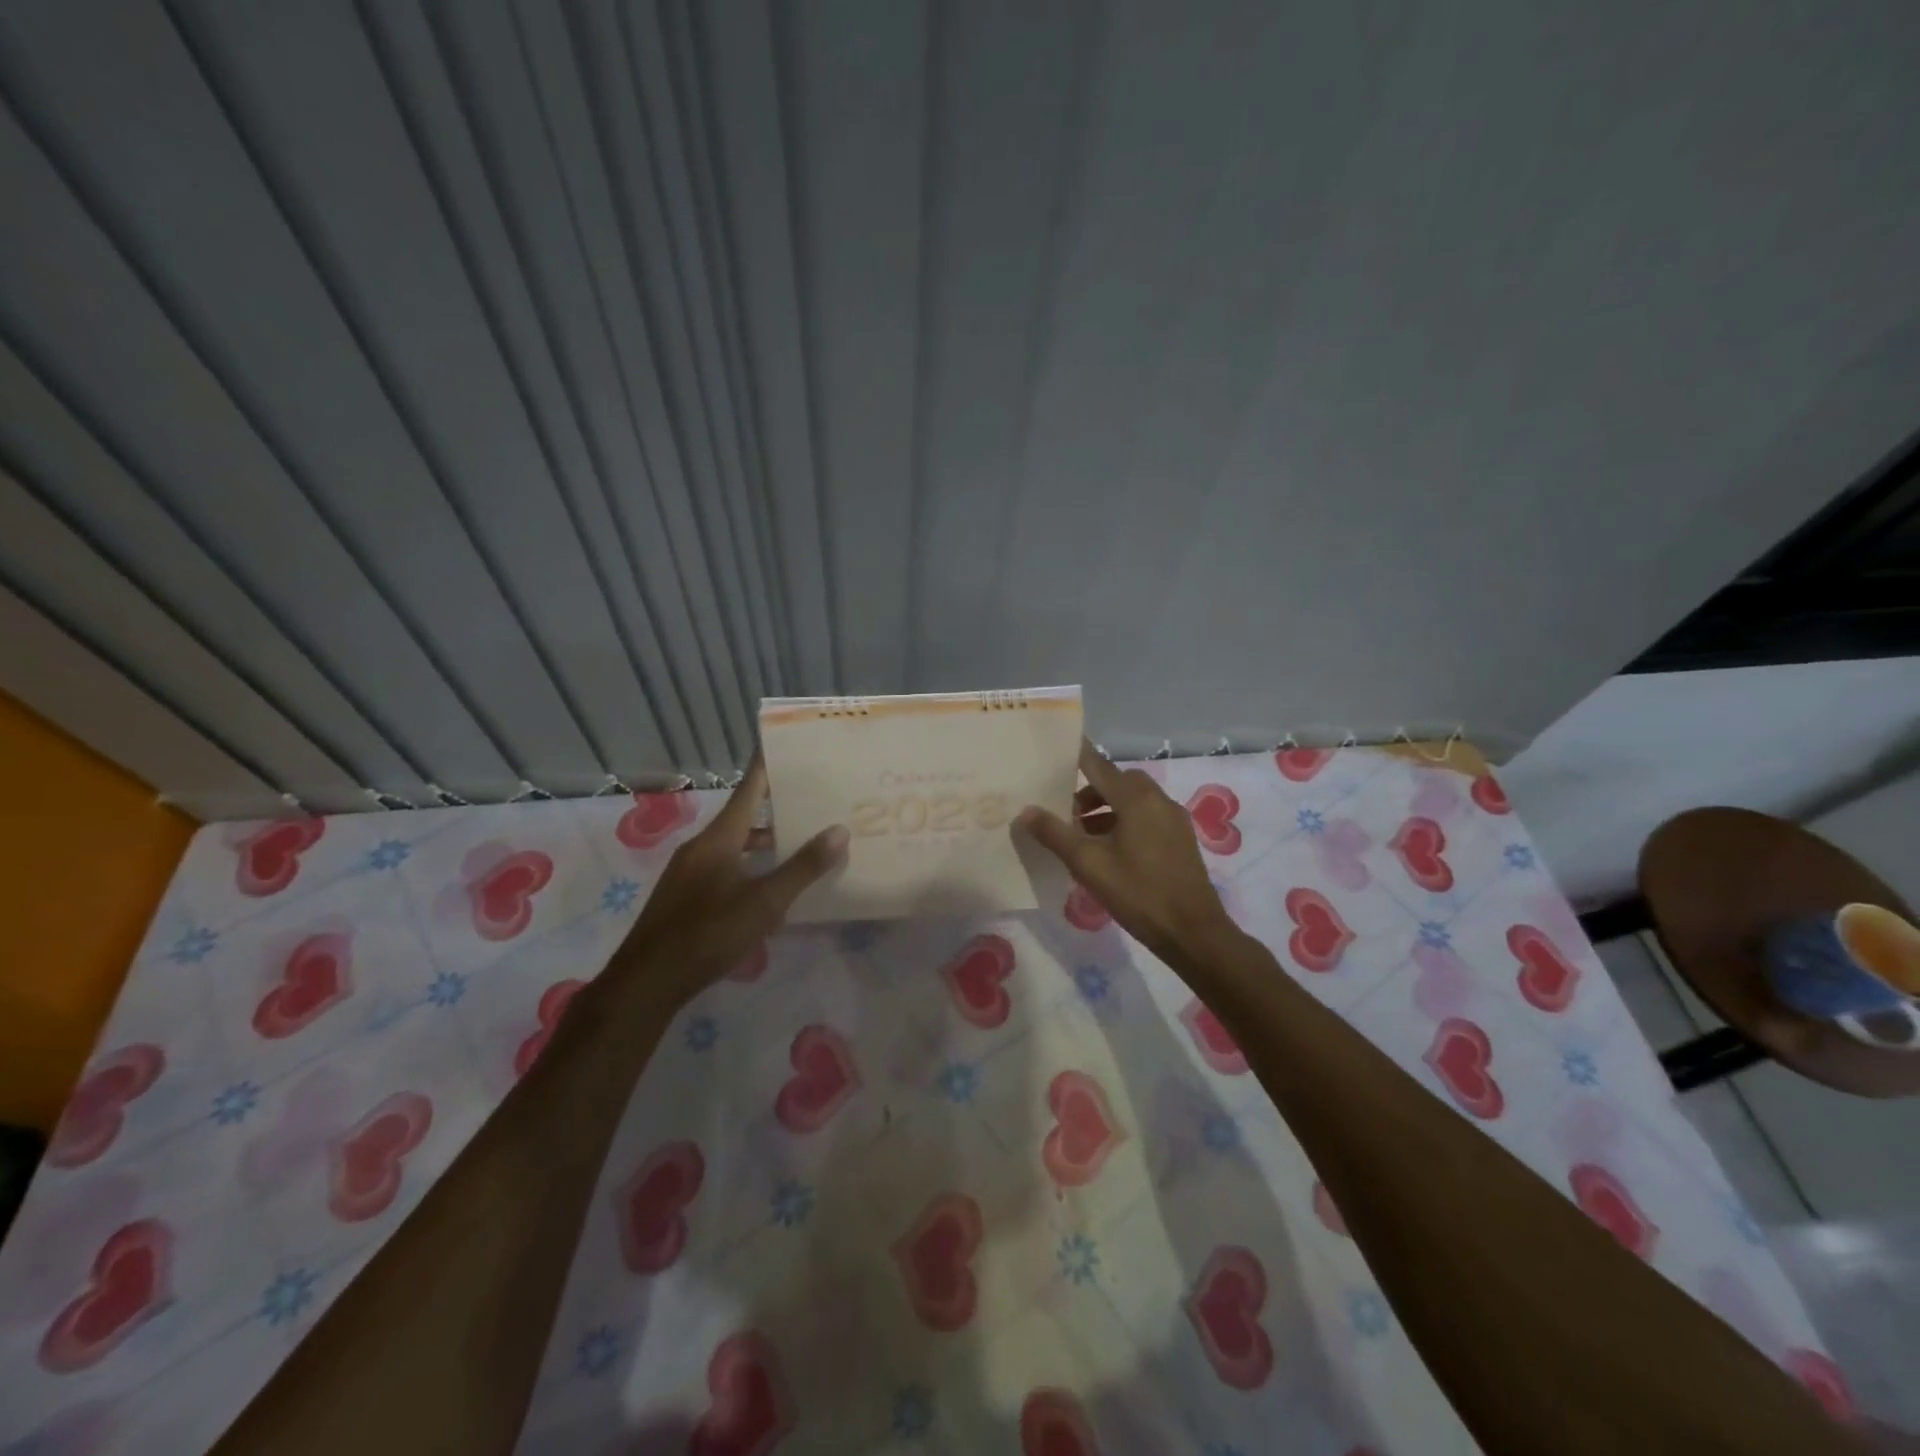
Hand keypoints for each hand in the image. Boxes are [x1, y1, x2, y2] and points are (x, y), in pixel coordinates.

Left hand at [614, 756, 847, 1004]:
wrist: (646, 982)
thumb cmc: (708, 934)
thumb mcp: (764, 902)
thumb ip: (803, 868)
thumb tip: (839, 830)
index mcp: (718, 839)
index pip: (747, 789)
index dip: (765, 765)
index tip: (781, 741)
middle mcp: (701, 847)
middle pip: (741, 816)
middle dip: (773, 806)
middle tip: (809, 797)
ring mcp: (688, 872)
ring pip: (732, 844)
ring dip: (762, 841)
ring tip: (797, 842)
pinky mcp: (684, 897)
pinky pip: (723, 866)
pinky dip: (748, 864)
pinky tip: (766, 886)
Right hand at [1018, 740, 1242, 967]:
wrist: (1193, 932)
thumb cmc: (1138, 893)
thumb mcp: (1089, 864)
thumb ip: (1055, 834)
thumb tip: (1027, 811)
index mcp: (1136, 798)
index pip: (1098, 764)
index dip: (1074, 755)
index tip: (1053, 749)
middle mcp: (1158, 799)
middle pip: (1115, 782)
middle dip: (1088, 793)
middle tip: (1064, 815)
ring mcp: (1173, 819)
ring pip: (1131, 801)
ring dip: (1105, 810)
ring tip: (1081, 838)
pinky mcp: (1180, 839)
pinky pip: (1145, 817)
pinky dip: (1123, 822)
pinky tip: (1108, 852)